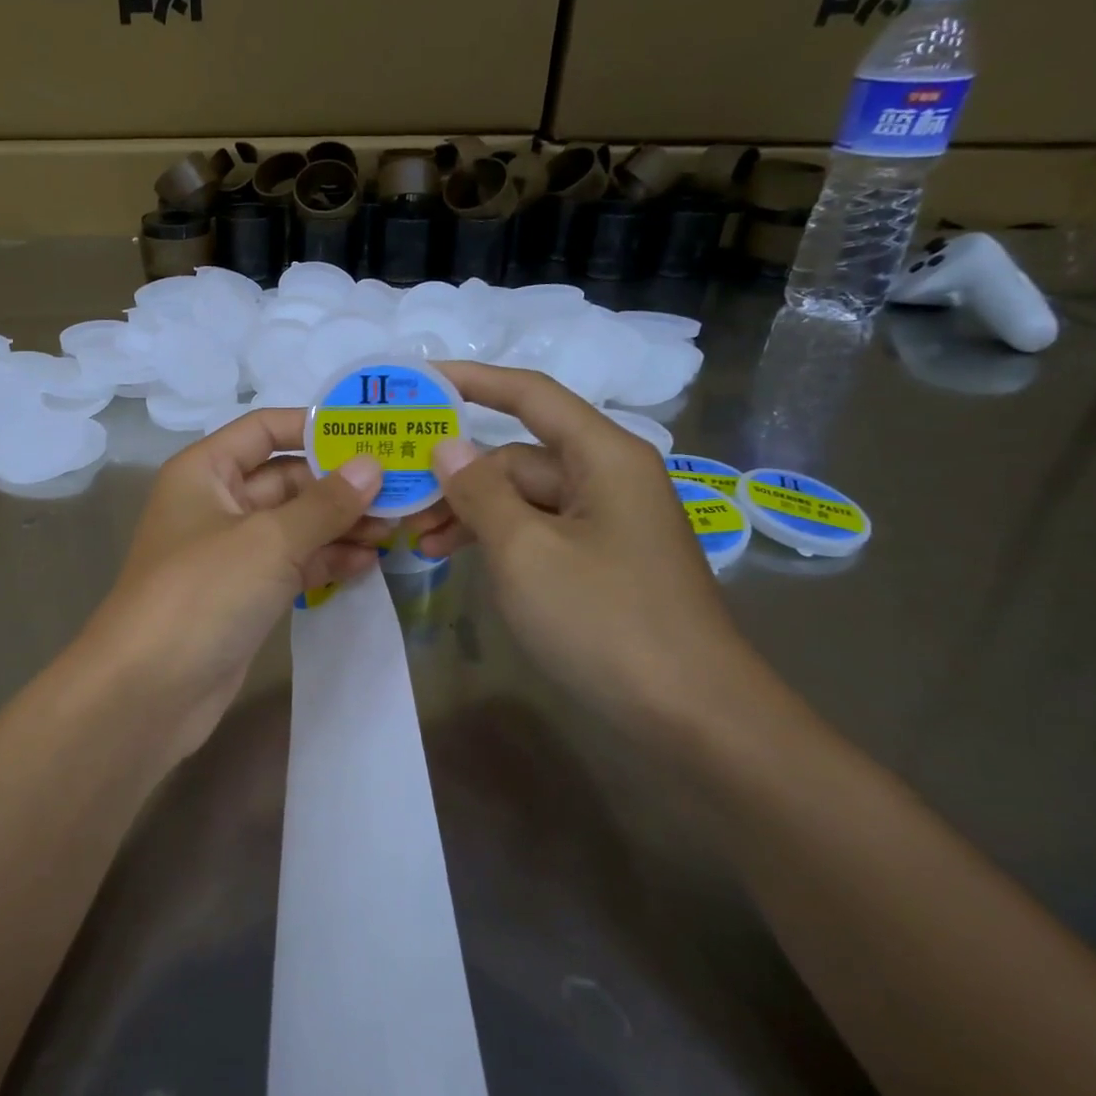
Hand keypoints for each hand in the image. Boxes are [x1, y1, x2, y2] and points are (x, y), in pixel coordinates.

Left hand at [78, 409, 384, 764]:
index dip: (316, 427)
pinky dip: (325, 561)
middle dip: (340, 486)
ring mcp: (231, 552)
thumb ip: (325, 503)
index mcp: (206, 470)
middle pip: (286, 479)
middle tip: (401, 492)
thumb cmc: (204, 592)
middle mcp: (216, 503)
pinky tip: (367, 565)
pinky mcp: (244, 594)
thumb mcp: (269, 539)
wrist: (148, 690)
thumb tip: (373, 466)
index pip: (265, 429)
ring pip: (294, 525)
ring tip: (395, 531)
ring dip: (340, 526)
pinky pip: (291, 564)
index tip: (373, 434)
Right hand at [402, 362, 765, 731]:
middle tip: (402, 502)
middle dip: (459, 476)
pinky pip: (539, 532)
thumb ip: (479, 492)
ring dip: (472, 514)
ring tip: (422, 543)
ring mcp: (607, 523)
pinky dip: (499, 541)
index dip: (473, 380)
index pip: (530, 395)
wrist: (692, 716)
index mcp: (603, 456)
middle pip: (518, 456)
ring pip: (524, 499)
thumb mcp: (525, 551)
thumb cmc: (605, 619)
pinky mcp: (602, 562)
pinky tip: (461, 561)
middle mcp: (608, 478)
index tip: (420, 379)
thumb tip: (447, 446)